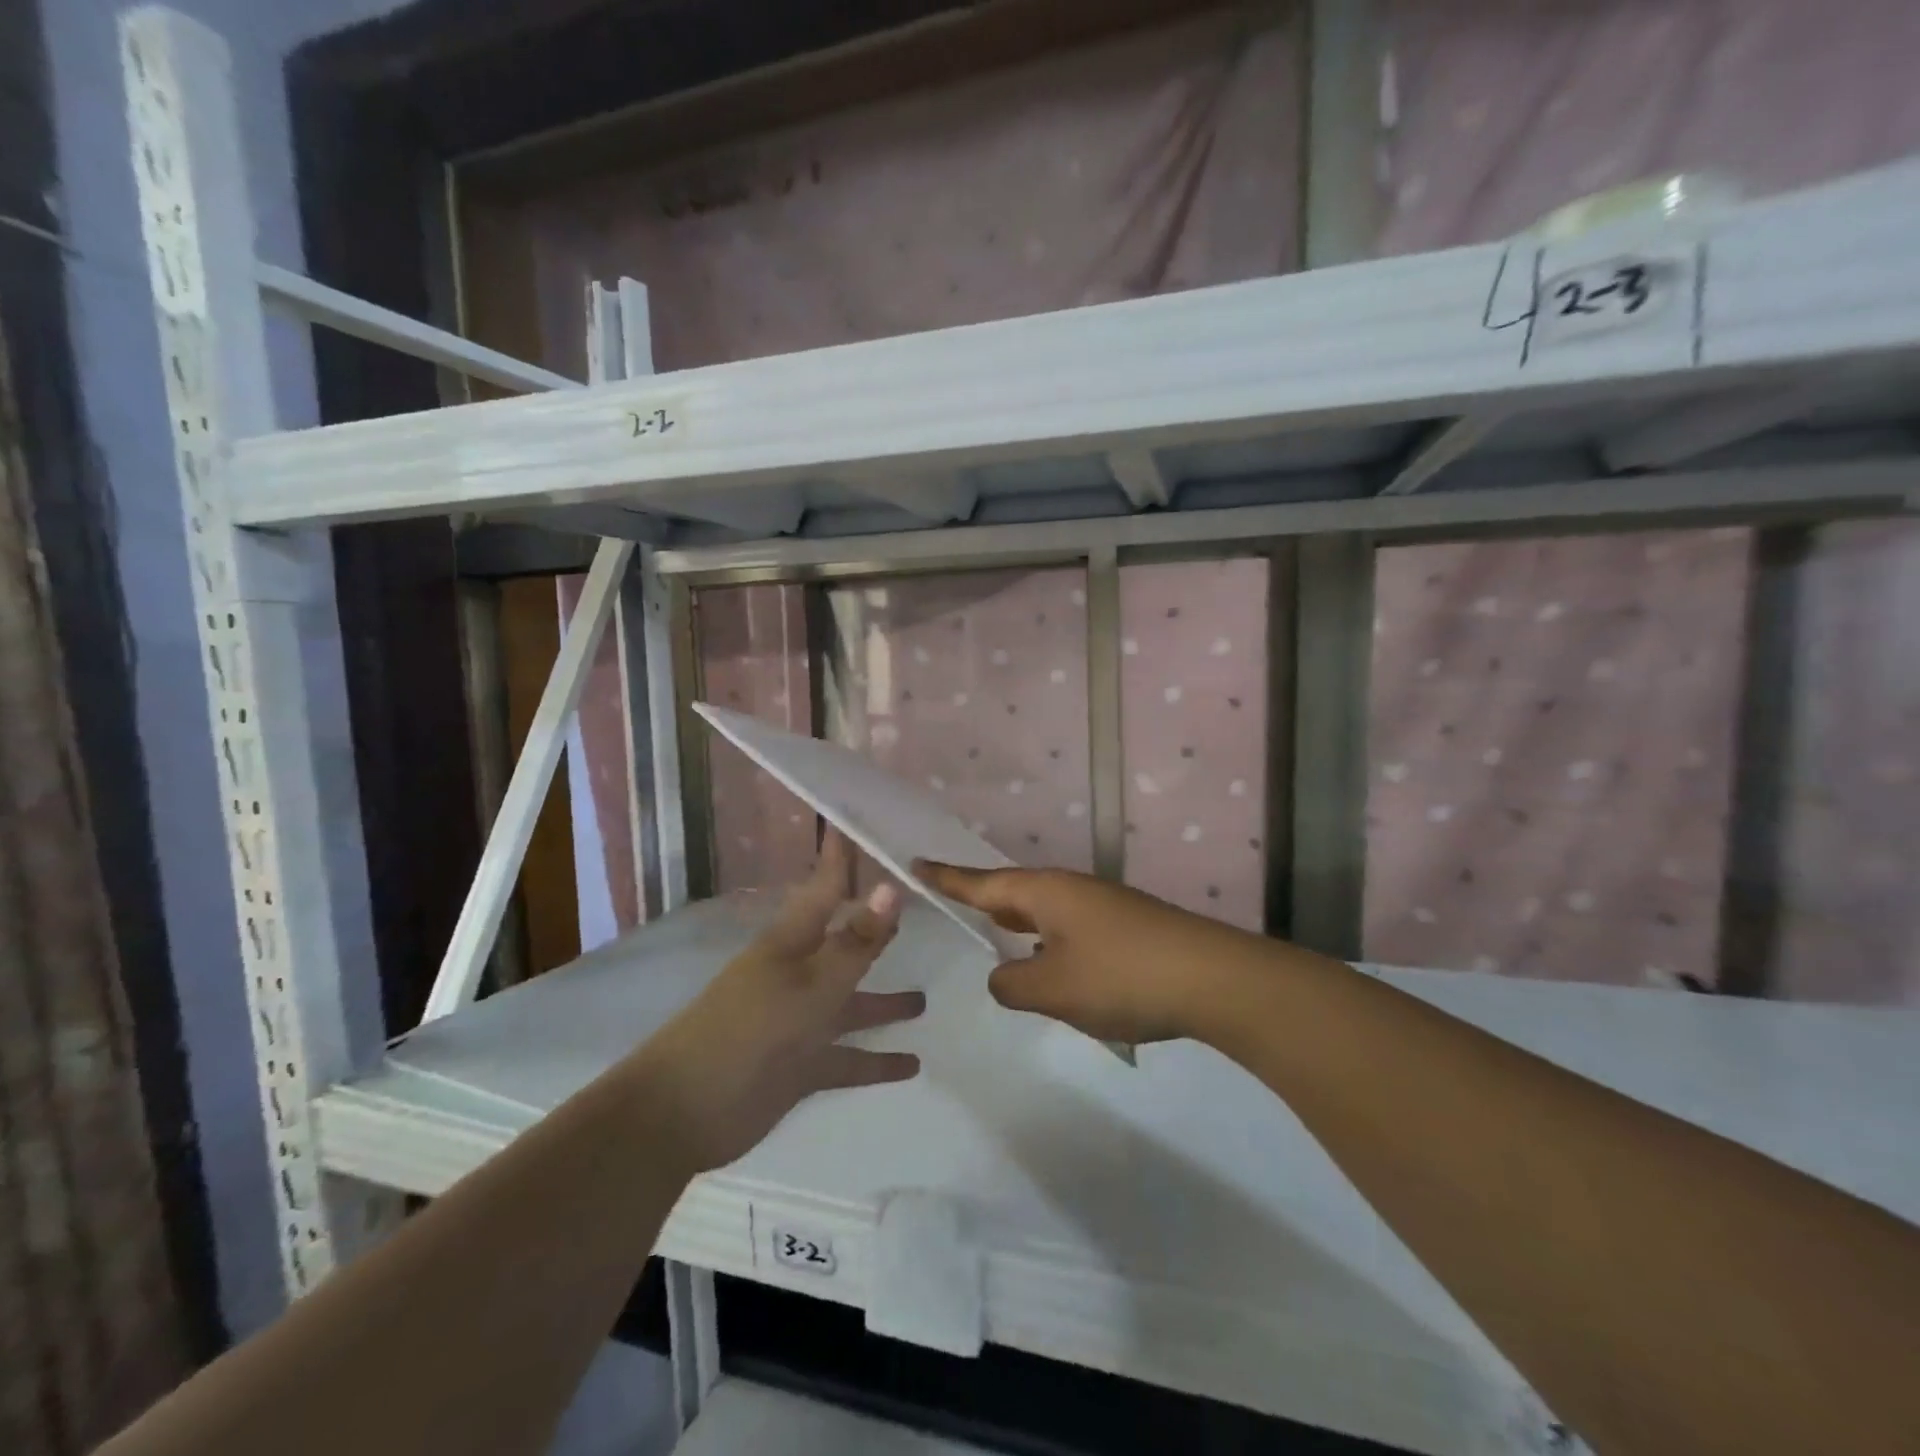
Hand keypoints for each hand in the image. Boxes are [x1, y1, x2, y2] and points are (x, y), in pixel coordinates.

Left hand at [630, 834, 923, 1171]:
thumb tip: (893, 887)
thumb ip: (856, 943)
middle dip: (874, 928)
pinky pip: (848, 1058)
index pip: (827, 887)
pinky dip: (878, 1062)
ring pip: (852, 1005)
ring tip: (925, 999)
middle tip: (915, 908)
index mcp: (793, 943)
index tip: (861, 824)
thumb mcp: (811, 985)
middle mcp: (799, 975)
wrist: (683, 1112)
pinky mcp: (801, 1066)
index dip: (843, 858)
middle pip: (845, 944)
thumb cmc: (748, 1031)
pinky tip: (913, 1065)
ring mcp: (799, 1021)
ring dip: (885, 1003)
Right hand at [914, 863, 1268, 1044]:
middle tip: (957, 903)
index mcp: (1046, 892)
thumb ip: (1013, 984)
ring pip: (1047, 910)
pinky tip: (1056, 965)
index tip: (918, 864)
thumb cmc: (1122, 977)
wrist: (1214, 979)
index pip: (983, 883)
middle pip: (1016, 890)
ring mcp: (1104, 906)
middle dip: (986, 900)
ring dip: (1022, 923)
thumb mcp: (1053, 989)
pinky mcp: (1128, 927)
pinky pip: (1072, 927)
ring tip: (1000, 935)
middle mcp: (1072, 889)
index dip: (948, 878)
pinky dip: (1051, 941)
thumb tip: (1003, 976)